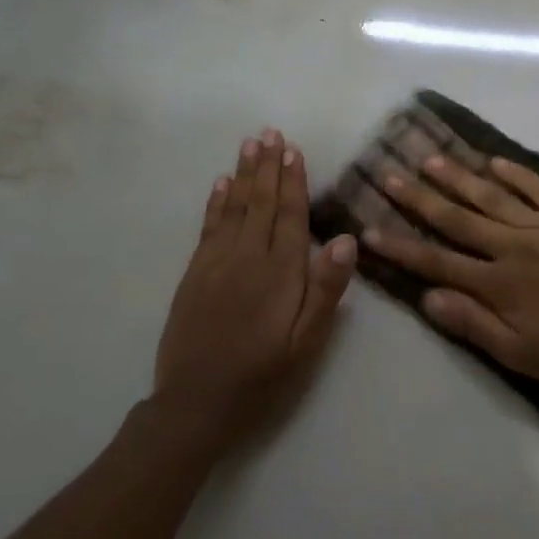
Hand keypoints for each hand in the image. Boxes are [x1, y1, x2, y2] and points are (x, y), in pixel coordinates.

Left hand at [152, 128, 356, 456]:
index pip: (289, 216)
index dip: (292, 182)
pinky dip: (215, 202)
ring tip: (249, 145)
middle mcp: (245, 258)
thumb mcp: (305, 342)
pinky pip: (208, 227)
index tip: (293, 150)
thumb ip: (324, 290)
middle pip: (260, 203)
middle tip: (270, 133)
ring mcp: (214, 264)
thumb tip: (344, 239)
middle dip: (267, 167)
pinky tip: (219, 185)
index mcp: (279, 272)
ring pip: (233, 208)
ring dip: (243, 175)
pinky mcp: (193, 276)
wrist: (194, 405)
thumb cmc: (262, 376)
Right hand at [364, 153, 538, 385]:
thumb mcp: (519, 353)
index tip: (369, 230)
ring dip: (459, 177)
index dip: (401, 246)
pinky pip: (538, 188)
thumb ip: (472, 323)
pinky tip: (494, 160)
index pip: (437, 261)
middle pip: (457, 218)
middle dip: (420, 198)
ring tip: (431, 158)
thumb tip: (427, 298)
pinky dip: (516, 173)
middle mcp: (513, 245)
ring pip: (492, 196)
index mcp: (498, 282)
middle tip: (389, 174)